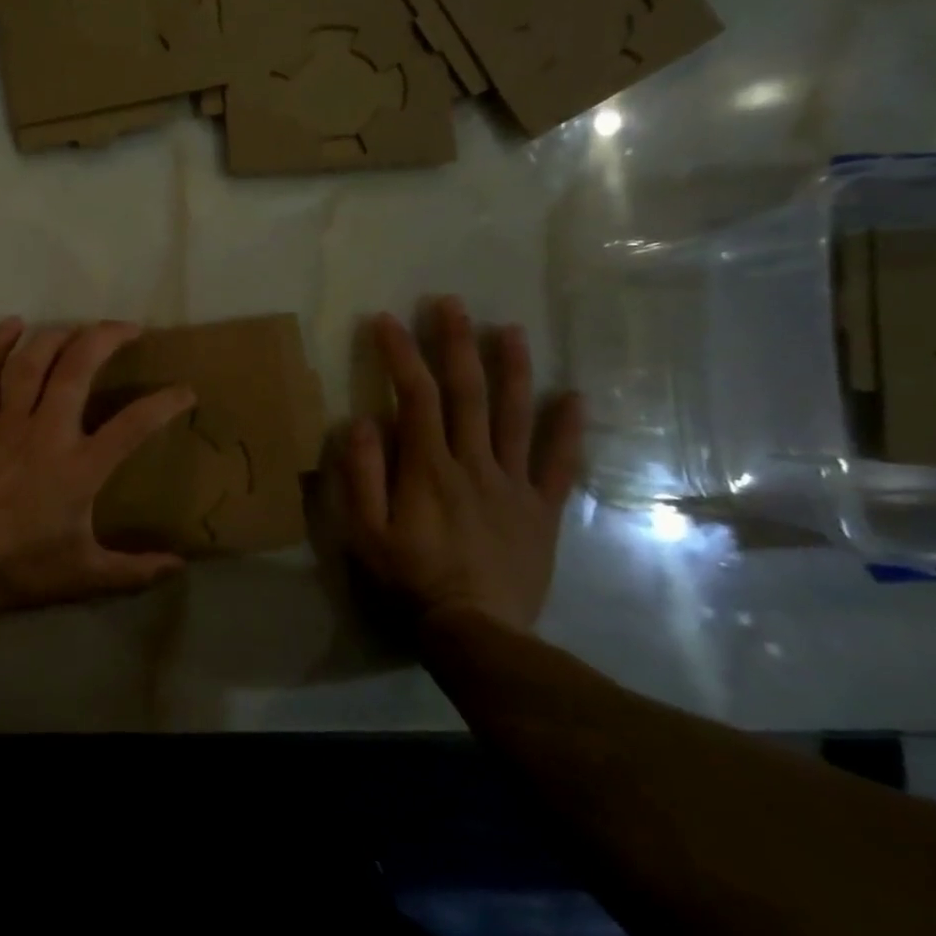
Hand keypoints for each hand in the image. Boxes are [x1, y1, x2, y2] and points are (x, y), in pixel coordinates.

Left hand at [0, 318, 196, 618]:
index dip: (164, 404)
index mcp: (79, 467)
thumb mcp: (84, 576)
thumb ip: (134, 571)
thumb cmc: (18, 568)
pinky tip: (12, 324)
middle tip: (129, 329)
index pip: (133, 425)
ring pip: (33, 361)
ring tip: (79, 328)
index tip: (186, 390)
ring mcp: (7, 423)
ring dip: (59, 336)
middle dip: (107, 339)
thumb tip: (179, 567)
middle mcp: (46, 432)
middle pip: (78, 368)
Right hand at [340, 297, 584, 634]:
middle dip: (456, 343)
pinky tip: (573, 398)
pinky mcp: (542, 510)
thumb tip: (362, 421)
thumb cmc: (410, 581)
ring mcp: (514, 485)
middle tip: (451, 303)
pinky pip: (558, 464)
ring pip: (517, 416)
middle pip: (468, 393)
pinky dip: (567, 429)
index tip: (387, 320)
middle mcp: (474, 464)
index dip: (400, 354)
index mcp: (428, 468)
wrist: (477, 632)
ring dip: (513, 369)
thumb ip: (363, 476)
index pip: (415, 397)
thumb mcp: (365, 534)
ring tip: (510, 329)